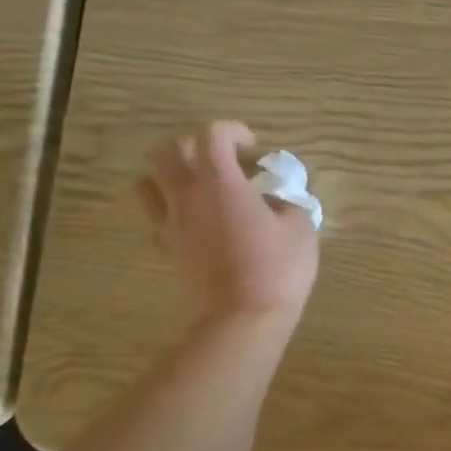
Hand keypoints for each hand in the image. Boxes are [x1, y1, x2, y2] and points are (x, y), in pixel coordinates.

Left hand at [138, 121, 318, 327]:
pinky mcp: (167, 247)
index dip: (234, 132)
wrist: (242, 318)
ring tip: (202, 185)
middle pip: (170, 149)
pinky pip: (156, 212)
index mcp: (220, 182)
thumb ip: (287, 201)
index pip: (213, 135)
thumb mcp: (300, 227)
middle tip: (226, 161)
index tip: (255, 150)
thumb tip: (275, 197)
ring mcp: (171, 221)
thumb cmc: (278, 268)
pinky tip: (197, 216)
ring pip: (150, 179)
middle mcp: (187, 194)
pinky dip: (171, 204)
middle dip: (198, 146)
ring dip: (174, 172)